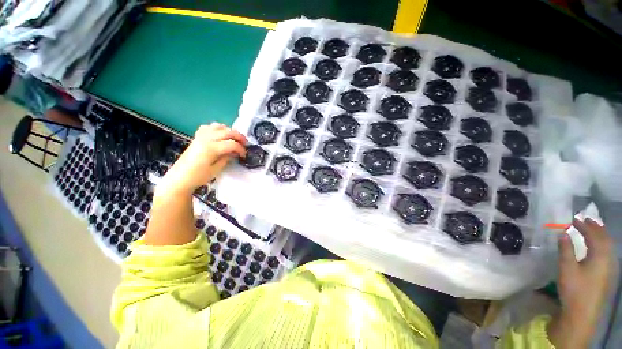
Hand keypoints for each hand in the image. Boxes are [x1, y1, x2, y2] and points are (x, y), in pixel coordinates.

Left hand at [158, 123, 245, 195]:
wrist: (179, 178)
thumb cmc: (198, 177)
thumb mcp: (216, 169)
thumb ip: (227, 158)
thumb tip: (234, 152)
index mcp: (211, 148)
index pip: (232, 144)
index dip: (241, 149)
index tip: (244, 155)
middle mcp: (206, 139)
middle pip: (227, 132)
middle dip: (239, 137)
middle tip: (245, 144)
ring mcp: (200, 137)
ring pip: (218, 126)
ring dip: (229, 131)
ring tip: (234, 139)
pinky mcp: (197, 138)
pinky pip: (208, 127)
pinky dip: (217, 129)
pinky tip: (220, 135)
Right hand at [548, 218, 614, 347]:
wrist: (583, 312)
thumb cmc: (574, 289)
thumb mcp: (567, 269)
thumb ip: (566, 250)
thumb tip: (563, 233)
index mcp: (599, 256)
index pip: (593, 235)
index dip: (584, 226)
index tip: (573, 219)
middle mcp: (608, 259)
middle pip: (605, 239)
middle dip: (596, 227)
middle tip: (585, 220)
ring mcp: (610, 267)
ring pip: (608, 246)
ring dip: (600, 235)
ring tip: (592, 229)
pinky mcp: (607, 274)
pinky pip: (607, 253)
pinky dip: (602, 244)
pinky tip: (596, 247)